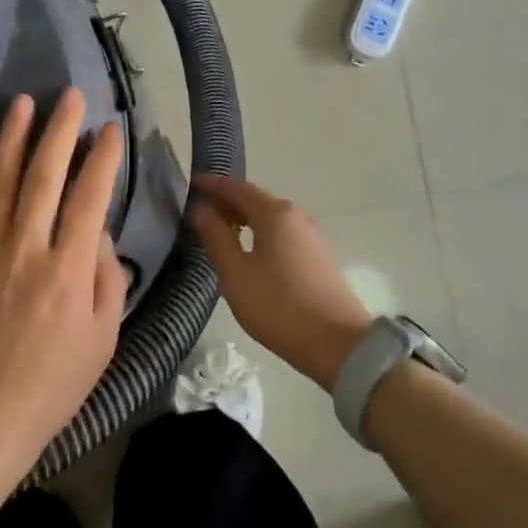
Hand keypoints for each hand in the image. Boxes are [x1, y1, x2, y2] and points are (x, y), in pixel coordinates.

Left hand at [0, 90, 128, 468]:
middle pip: (45, 176)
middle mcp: (26, 249)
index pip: (91, 197)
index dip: (103, 158)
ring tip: (23, 103)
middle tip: (71, 96)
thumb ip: (107, 278)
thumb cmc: (55, 383)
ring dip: (13, 139)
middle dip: (61, 131)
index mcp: (69, 268)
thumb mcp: (104, 337)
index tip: (111, 129)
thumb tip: (98, 234)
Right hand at [189, 175, 372, 392]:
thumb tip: (200, 209)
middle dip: (227, 201)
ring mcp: (311, 235)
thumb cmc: (278, 306)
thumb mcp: (236, 274)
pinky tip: (248, 250)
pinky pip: (282, 232)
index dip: (212, 185)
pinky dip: (260, 231)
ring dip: (244, 217)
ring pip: (270, 216)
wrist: (336, 343)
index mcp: (275, 214)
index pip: (237, 188)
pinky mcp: (318, 255)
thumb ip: (216, 237)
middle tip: (199, 210)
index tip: (191, 184)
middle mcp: (296, 216)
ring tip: (219, 230)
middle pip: (256, 199)